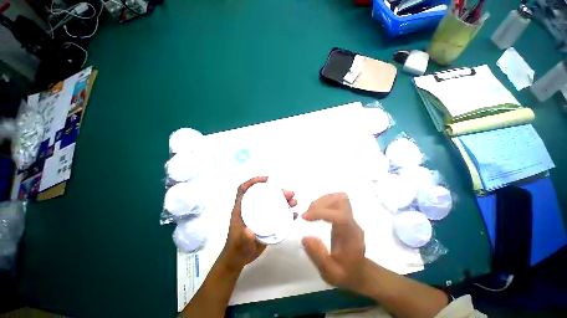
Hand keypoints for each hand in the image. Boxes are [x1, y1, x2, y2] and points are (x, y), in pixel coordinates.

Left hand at [219, 176, 297, 271]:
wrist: (240, 258)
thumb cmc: (237, 247)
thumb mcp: (239, 242)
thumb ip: (243, 238)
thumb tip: (250, 231)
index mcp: (243, 208)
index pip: (245, 189)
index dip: (253, 181)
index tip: (267, 179)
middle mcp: (253, 208)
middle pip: (265, 194)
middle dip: (278, 191)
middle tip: (290, 193)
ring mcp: (261, 214)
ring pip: (274, 202)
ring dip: (285, 200)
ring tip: (294, 202)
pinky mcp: (268, 221)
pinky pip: (279, 214)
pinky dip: (287, 212)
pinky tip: (294, 214)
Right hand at [301, 193, 366, 292]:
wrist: (361, 271)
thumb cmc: (347, 274)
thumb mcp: (330, 273)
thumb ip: (318, 256)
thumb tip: (304, 237)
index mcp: (351, 237)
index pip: (339, 216)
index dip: (321, 212)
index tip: (304, 217)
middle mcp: (352, 223)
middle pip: (341, 200)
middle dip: (321, 203)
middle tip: (307, 214)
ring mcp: (350, 217)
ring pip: (338, 197)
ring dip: (322, 201)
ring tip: (311, 212)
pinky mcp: (346, 215)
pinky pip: (335, 200)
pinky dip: (324, 201)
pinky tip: (317, 212)